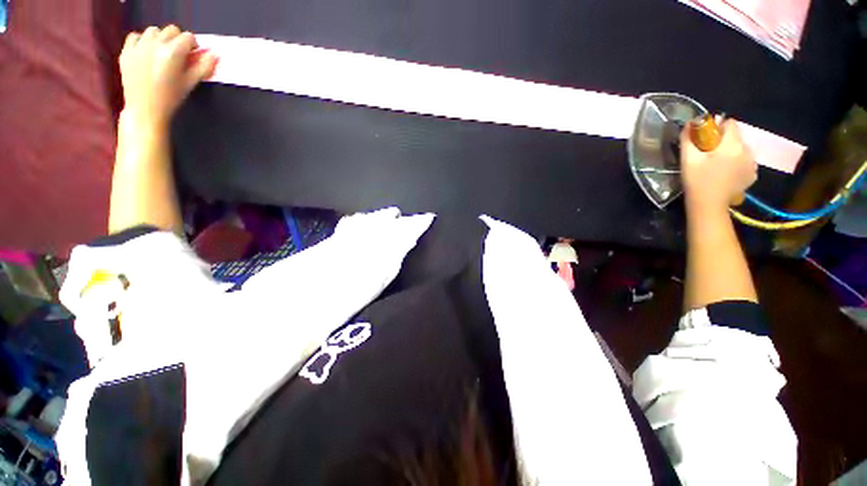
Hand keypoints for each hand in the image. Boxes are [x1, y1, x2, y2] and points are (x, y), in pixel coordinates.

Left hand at [119, 25, 218, 129]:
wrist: (145, 109)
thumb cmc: (171, 98)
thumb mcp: (191, 83)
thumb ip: (204, 67)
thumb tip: (215, 54)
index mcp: (173, 52)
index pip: (188, 37)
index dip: (193, 45)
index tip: (193, 55)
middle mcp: (155, 44)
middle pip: (171, 30)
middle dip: (177, 40)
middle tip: (178, 55)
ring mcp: (138, 46)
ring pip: (153, 31)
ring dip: (160, 38)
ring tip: (161, 53)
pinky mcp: (126, 51)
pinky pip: (135, 36)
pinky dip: (141, 40)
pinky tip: (145, 52)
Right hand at [680, 119, 756, 212]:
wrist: (709, 206)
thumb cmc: (696, 181)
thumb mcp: (688, 160)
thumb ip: (689, 139)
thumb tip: (690, 123)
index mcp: (732, 145)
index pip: (730, 123)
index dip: (717, 127)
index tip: (705, 138)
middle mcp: (747, 150)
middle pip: (736, 136)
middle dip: (723, 141)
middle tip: (708, 154)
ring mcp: (752, 163)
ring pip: (741, 148)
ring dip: (730, 151)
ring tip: (716, 165)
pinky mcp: (752, 174)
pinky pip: (745, 161)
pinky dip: (736, 162)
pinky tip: (725, 172)